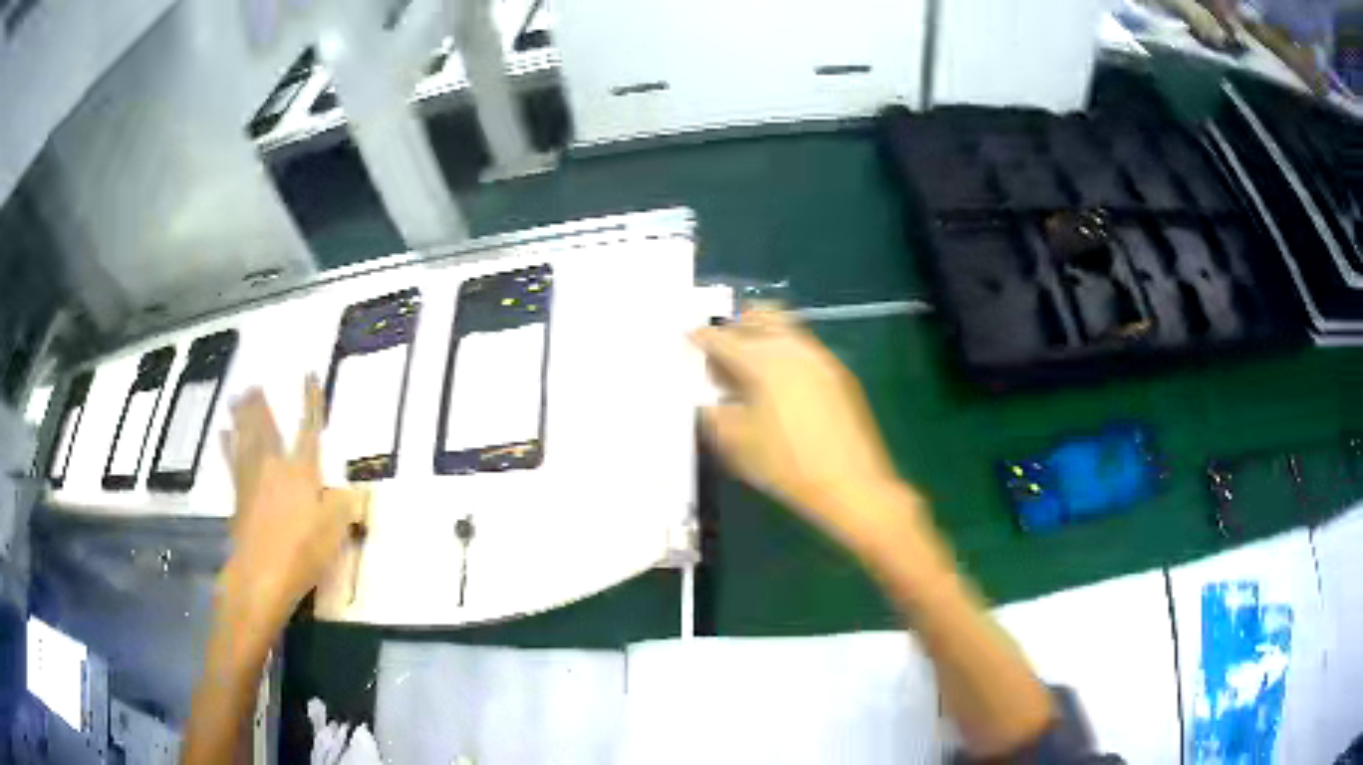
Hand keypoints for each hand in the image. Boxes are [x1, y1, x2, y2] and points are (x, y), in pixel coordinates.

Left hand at [218, 376, 365, 626]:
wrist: (261, 574)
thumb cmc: (302, 552)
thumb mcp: (334, 531)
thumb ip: (344, 505)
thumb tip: (352, 490)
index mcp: (301, 471)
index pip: (308, 428)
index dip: (310, 401)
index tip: (308, 374)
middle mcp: (274, 466)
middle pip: (267, 427)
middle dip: (262, 405)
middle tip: (254, 383)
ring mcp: (252, 479)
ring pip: (246, 438)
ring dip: (241, 416)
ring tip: (236, 396)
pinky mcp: (238, 496)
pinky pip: (231, 461)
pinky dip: (227, 446)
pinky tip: (223, 434)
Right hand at [691, 309, 917, 548]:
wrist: (850, 484)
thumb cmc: (786, 466)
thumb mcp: (736, 444)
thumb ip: (714, 414)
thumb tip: (710, 400)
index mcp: (762, 361)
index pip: (722, 339)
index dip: (701, 337)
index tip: (689, 337)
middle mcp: (792, 348)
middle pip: (759, 317)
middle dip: (736, 326)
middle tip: (722, 347)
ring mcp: (820, 358)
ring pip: (785, 329)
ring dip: (763, 335)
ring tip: (750, 364)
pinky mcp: (839, 374)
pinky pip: (804, 349)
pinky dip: (785, 353)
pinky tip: (780, 384)